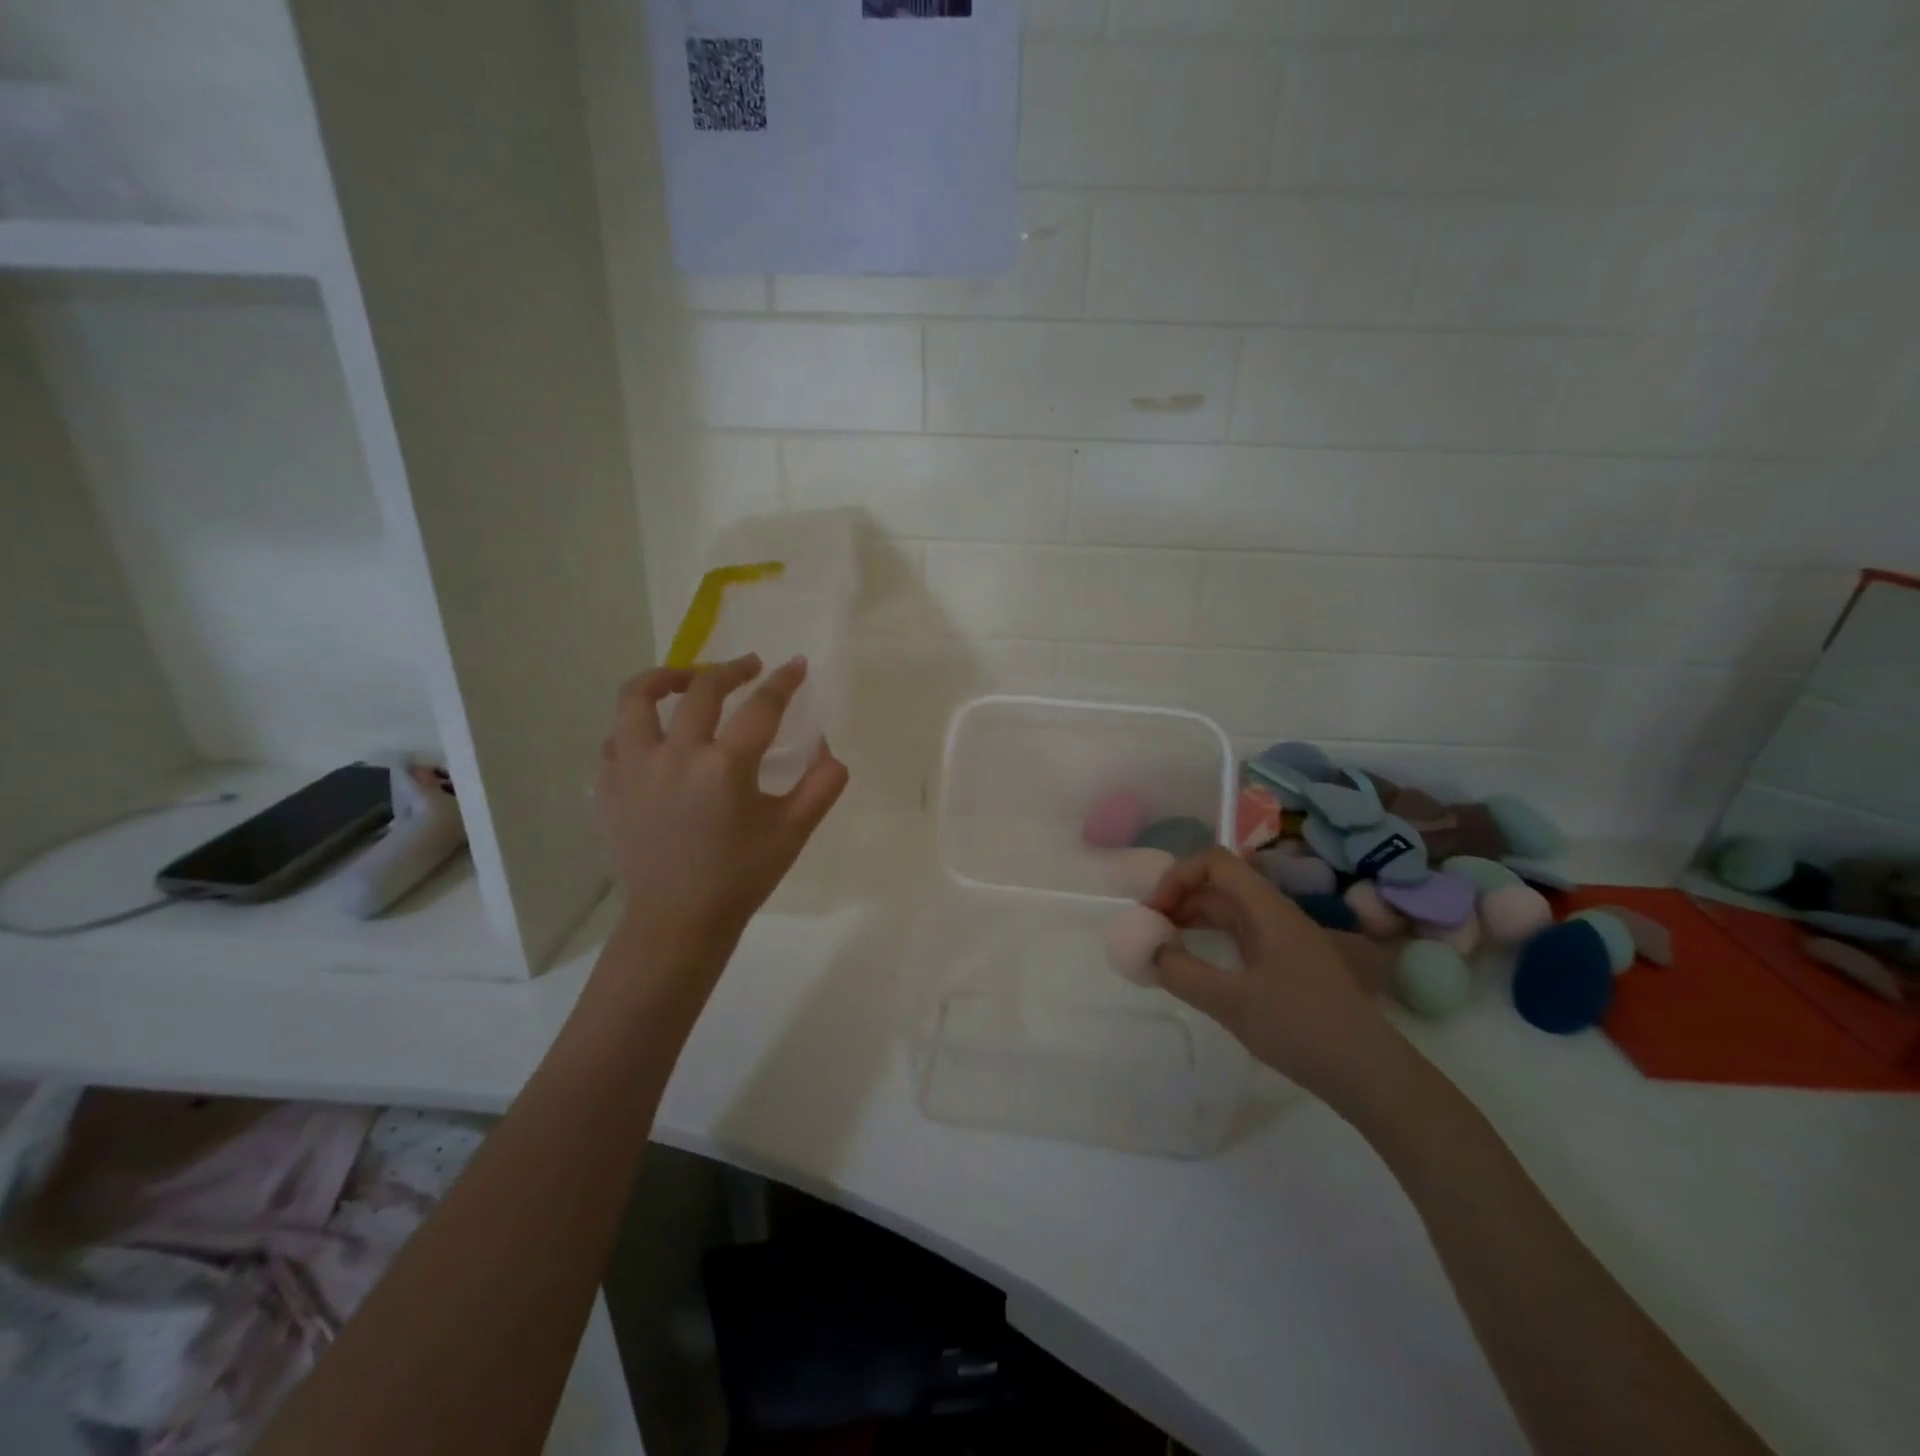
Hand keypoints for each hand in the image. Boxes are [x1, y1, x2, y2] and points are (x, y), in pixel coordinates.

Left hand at [594, 653, 847, 953]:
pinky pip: (616, 737)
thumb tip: (828, 747)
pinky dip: (637, 725)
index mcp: (725, 766)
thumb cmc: (740, 877)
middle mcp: (675, 754)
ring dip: (666, 678)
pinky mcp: (607, 785)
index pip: (761, 707)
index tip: (796, 666)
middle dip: (731, 670)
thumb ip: (822, 784)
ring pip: (637, 698)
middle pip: (701, 689)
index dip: (783, 682)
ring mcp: (633, 768)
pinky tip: (656, 734)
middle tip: (750, 667)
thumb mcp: (794, 832)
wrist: (677, 921)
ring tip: (686, 679)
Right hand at [1147, 848, 1410, 1112]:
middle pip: (1220, 884)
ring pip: (1229, 911)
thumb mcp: (1232, 1003)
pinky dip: (1211, 941)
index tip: (1154, 912)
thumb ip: (1184, 973)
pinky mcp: (1286, 965)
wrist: (1370, 1073)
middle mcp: (1276, 915)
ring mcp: (1283, 940)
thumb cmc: (1301, 1028)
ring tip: (1164, 945)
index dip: (1178, 876)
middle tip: (1150, 930)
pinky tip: (1196, 966)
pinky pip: (1240, 936)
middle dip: (1180, 898)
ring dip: (1193, 919)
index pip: (1216, 862)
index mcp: (1267, 910)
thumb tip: (1151, 952)